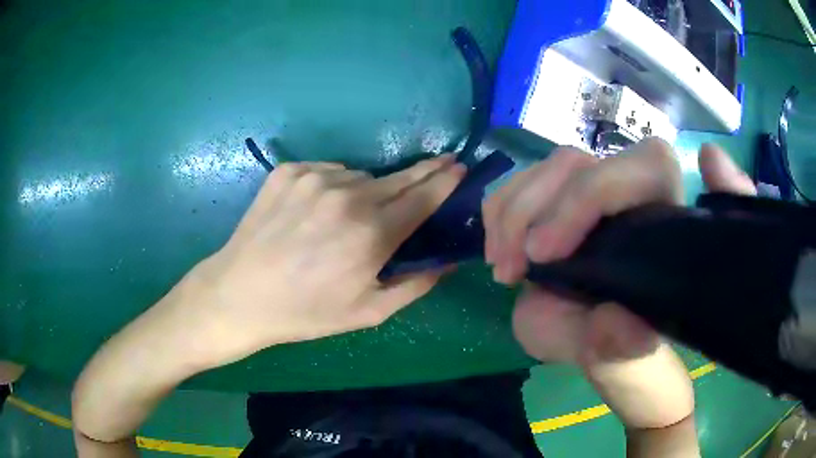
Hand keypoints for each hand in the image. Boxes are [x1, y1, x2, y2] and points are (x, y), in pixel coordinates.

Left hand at [179, 155, 464, 365]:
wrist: (241, 294)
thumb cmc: (306, 312)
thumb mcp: (368, 313)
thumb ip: (415, 285)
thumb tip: (449, 261)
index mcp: (371, 235)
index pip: (423, 197)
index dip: (445, 182)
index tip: (459, 168)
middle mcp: (347, 197)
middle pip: (399, 178)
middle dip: (423, 172)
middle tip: (442, 163)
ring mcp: (314, 179)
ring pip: (360, 177)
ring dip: (367, 191)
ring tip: (349, 217)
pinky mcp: (288, 171)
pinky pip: (327, 171)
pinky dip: (332, 185)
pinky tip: (317, 210)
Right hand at [483, 139, 755, 430]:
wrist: (603, 345)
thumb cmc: (622, 350)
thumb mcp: (618, 358)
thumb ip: (620, 343)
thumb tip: (612, 317)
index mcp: (666, 224)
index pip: (644, 168)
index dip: (590, 195)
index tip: (543, 253)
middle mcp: (634, 197)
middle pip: (582, 161)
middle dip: (533, 208)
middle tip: (509, 268)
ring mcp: (597, 193)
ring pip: (550, 168)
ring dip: (510, 211)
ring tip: (500, 266)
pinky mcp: (565, 201)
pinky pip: (526, 182)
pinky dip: (500, 209)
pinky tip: (497, 248)